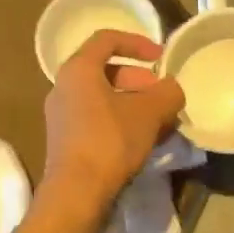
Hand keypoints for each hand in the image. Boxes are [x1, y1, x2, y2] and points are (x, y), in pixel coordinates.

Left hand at [41, 30, 185, 210]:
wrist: (76, 193)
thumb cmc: (110, 141)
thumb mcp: (149, 112)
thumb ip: (167, 93)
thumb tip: (173, 89)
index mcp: (78, 70)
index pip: (107, 39)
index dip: (137, 42)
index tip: (160, 57)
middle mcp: (63, 87)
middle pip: (105, 70)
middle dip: (138, 79)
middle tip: (161, 94)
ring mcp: (61, 115)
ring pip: (102, 97)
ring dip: (132, 103)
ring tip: (159, 120)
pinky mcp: (65, 140)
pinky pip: (96, 118)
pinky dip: (120, 120)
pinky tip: (143, 140)